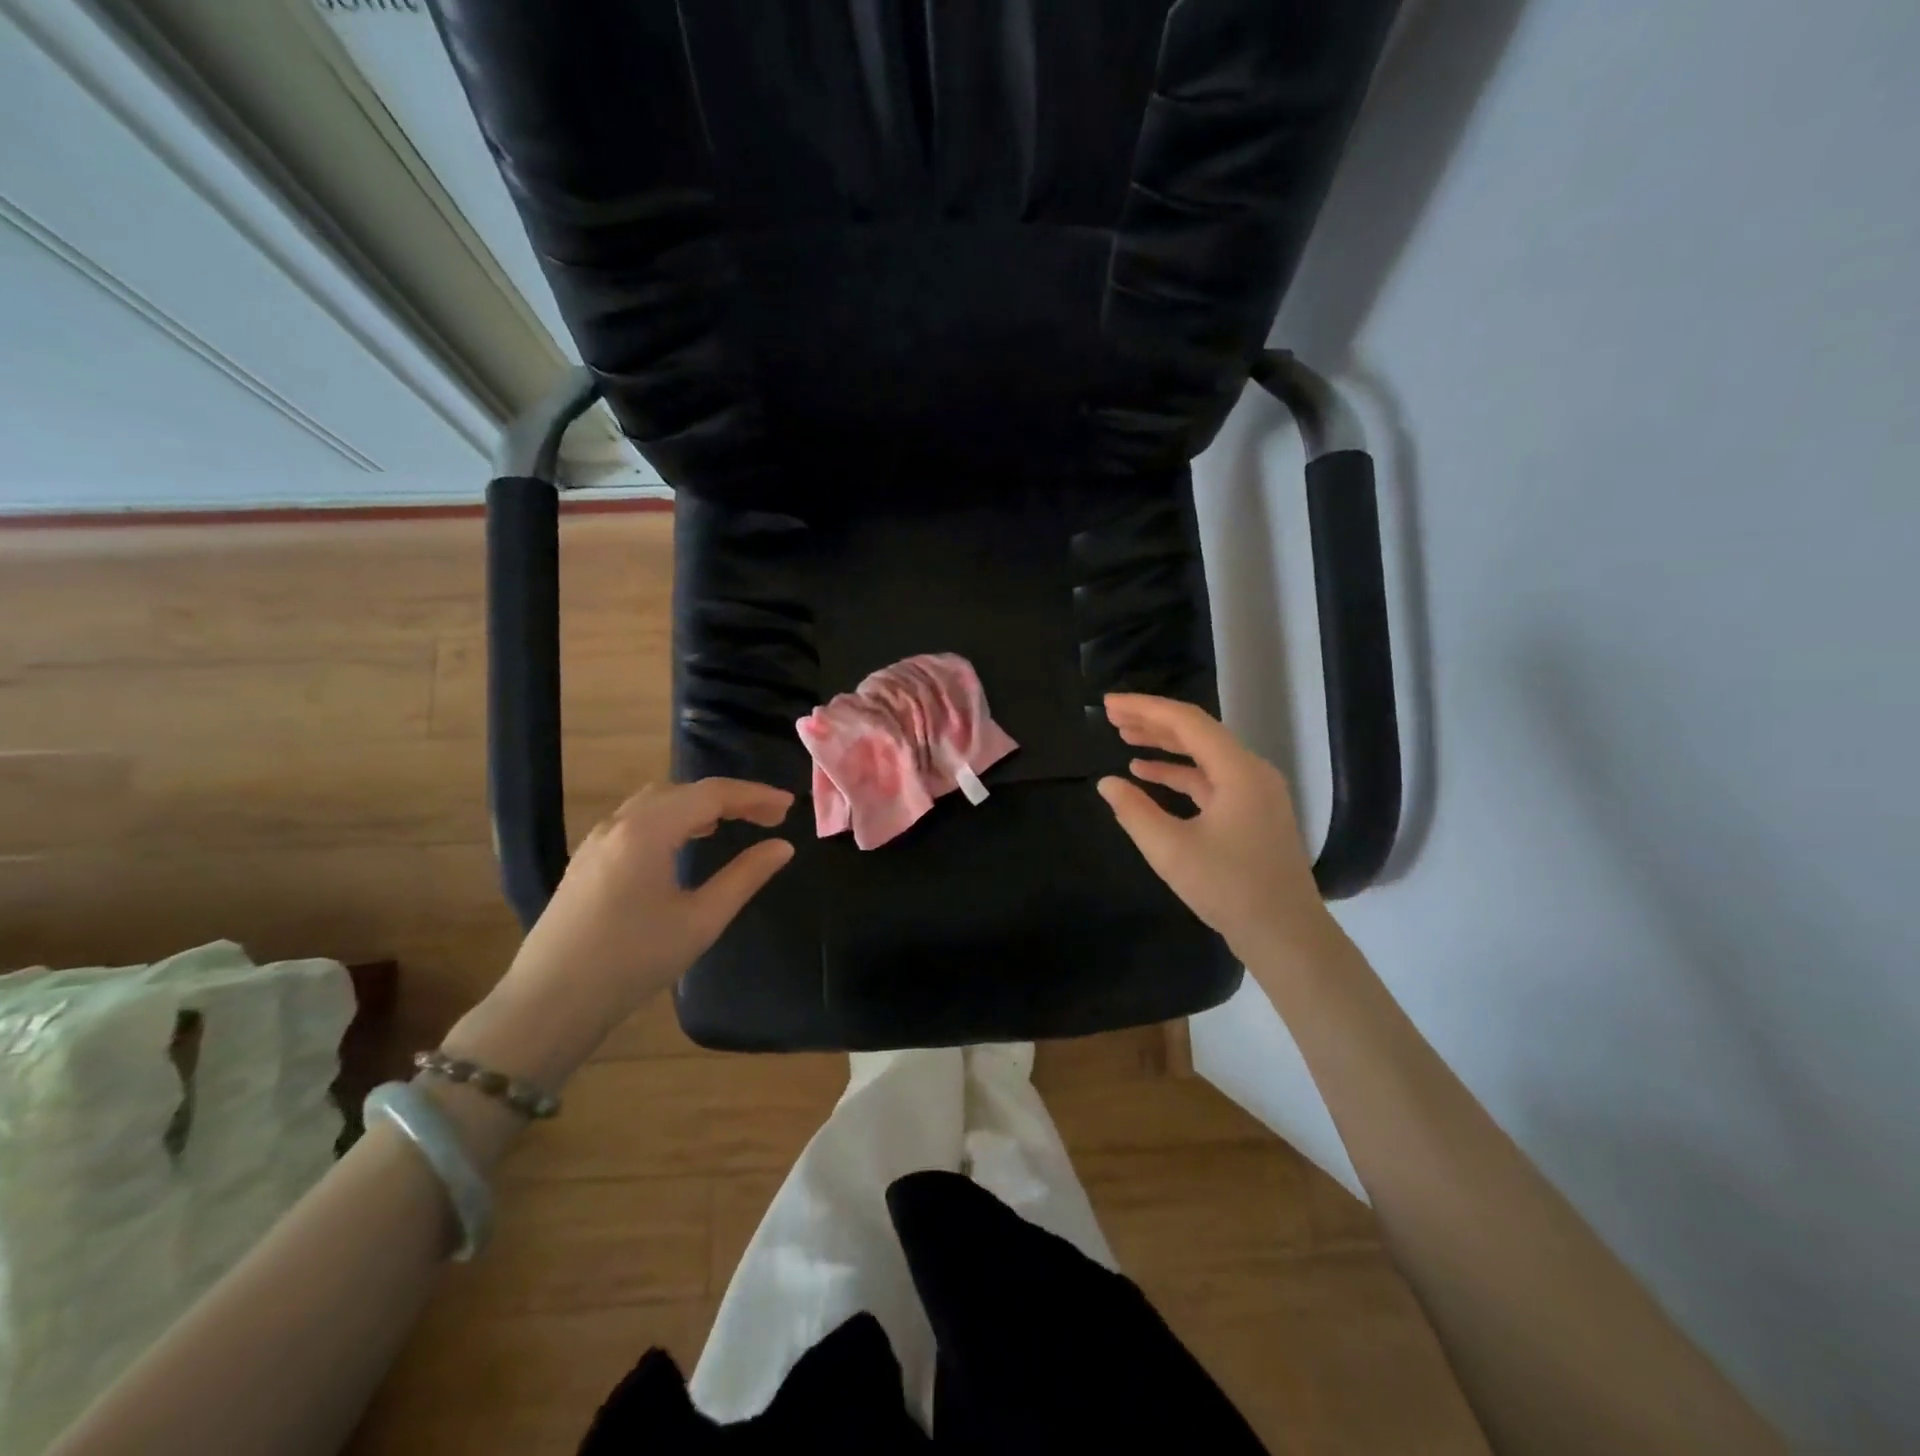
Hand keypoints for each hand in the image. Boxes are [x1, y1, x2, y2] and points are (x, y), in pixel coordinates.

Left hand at [446, 779, 794, 1088]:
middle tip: (769, 817)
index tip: (789, 806)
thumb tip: (782, 847)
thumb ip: (745, 877)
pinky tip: (685, 841)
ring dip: (699, 805)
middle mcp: (620, 823)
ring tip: (733, 822)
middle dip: (730, 798)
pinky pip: (638, 819)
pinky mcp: (588, 859)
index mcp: (648, 830)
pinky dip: (673, 818)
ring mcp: (598, 839)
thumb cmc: (632, 961)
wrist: (550, 1002)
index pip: (712, 794)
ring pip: (658, 802)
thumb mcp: (700, 920)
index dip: (755, 795)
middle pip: (684, 791)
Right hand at [1097, 694, 1339, 966]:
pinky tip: (1147, 776)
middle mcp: (1252, 772)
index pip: (1187, 722)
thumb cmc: (1229, 889)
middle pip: (1197, 733)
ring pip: (1204, 756)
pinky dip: (1179, 774)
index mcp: (1238, 771)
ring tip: (1125, 738)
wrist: (1286, 935)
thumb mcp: (1171, 850)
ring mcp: (1255, 793)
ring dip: (1164, 746)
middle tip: (1112, 716)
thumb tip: (1107, 783)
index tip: (1108, 705)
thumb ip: (1134, 812)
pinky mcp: (1252, 813)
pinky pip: (1210, 780)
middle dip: (1153, 722)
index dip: (1145, 708)